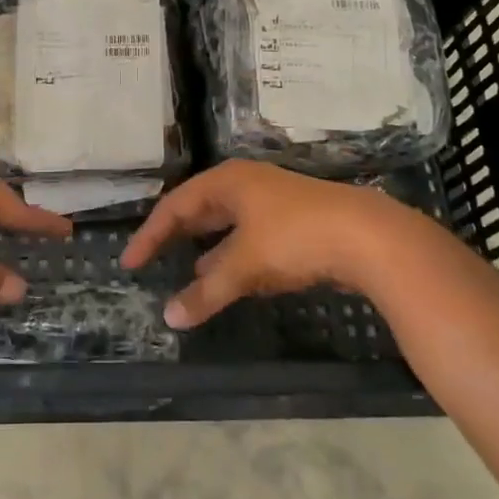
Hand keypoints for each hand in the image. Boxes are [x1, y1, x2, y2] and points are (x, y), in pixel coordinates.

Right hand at [120, 160, 421, 327]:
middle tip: (152, 259)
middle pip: (200, 209)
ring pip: (228, 225)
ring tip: (188, 272)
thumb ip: (205, 291)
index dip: (150, 234)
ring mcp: (274, 201)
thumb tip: (169, 317)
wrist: (369, 237)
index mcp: (227, 182)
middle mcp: (247, 184)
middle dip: (177, 236)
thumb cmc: (295, 238)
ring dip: (207, 249)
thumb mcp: (244, 265)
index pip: (175, 205)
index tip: (129, 262)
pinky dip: (235, 257)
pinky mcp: (296, 222)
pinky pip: (251, 238)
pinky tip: (233, 278)